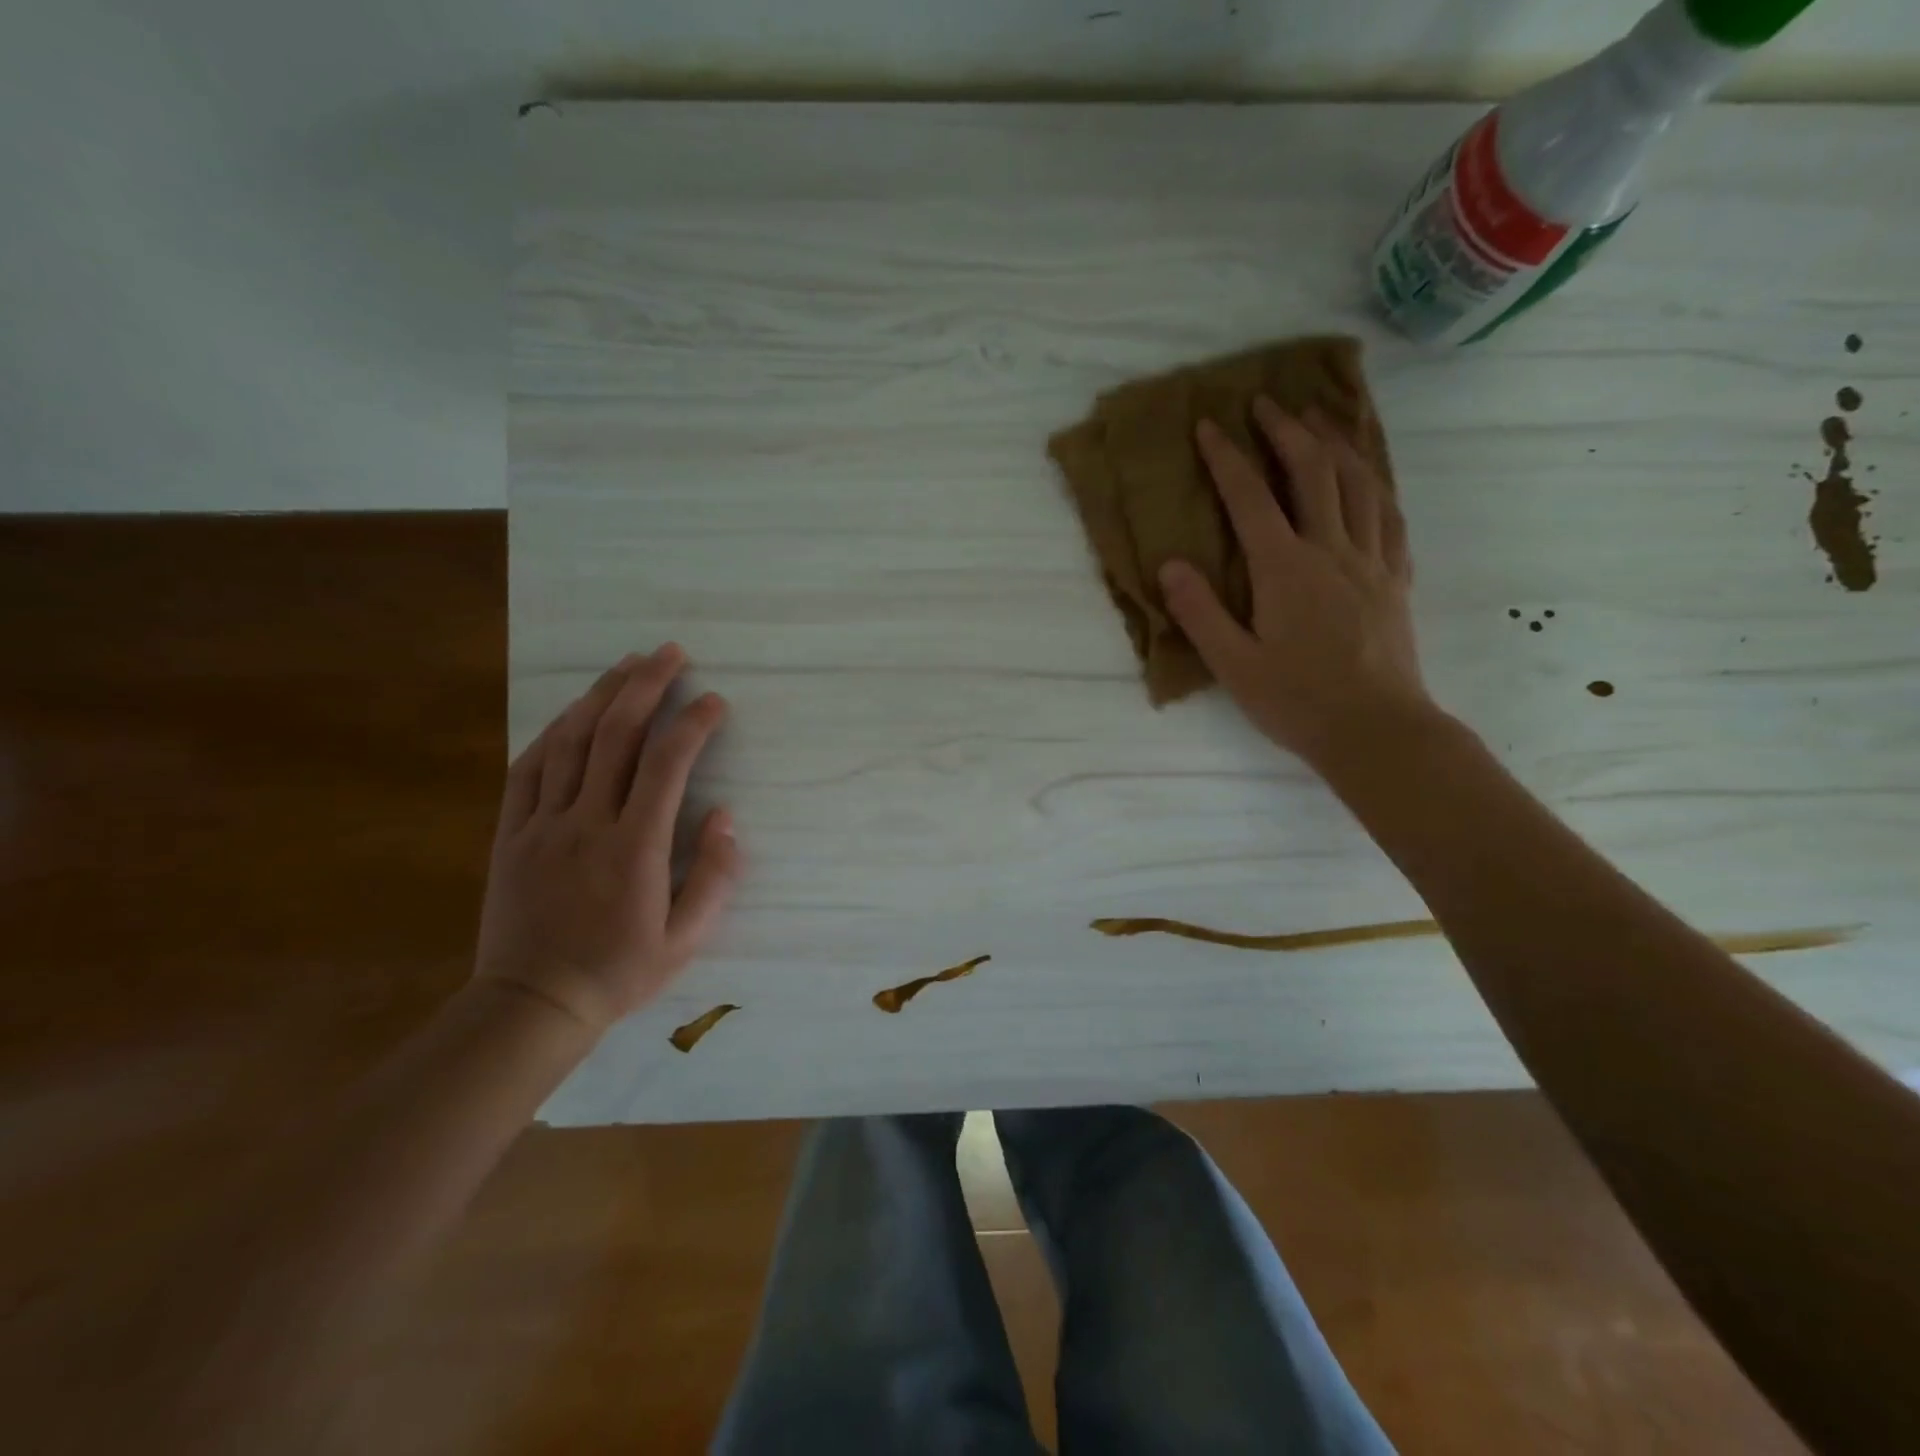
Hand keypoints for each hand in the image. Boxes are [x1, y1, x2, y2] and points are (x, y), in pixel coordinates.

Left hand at [473, 645, 737, 1033]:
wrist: (532, 1005)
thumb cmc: (619, 972)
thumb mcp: (686, 939)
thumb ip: (715, 877)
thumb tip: (725, 817)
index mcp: (635, 848)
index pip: (667, 765)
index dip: (693, 724)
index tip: (714, 701)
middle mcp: (588, 823)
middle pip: (616, 735)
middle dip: (647, 686)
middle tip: (670, 653)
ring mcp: (543, 824)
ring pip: (571, 742)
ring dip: (601, 695)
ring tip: (627, 663)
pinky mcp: (511, 833)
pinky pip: (529, 769)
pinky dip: (554, 731)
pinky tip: (574, 712)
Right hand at [1158, 398, 1432, 768]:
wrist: (1376, 730)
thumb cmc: (1297, 702)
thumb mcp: (1233, 665)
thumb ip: (1199, 612)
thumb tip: (1170, 564)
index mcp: (1286, 570)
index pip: (1252, 499)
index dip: (1228, 458)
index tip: (1209, 425)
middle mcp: (1332, 551)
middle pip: (1314, 473)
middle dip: (1287, 431)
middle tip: (1266, 403)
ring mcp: (1371, 562)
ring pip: (1360, 484)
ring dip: (1336, 444)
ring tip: (1319, 419)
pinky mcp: (1395, 579)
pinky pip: (1390, 515)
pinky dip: (1375, 484)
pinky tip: (1368, 478)